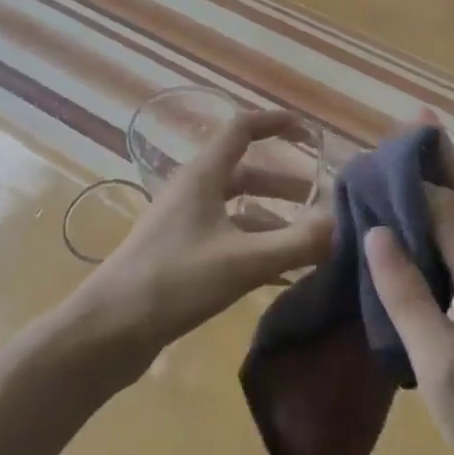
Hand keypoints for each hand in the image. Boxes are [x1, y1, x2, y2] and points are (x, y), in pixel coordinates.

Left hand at [63, 109, 332, 380]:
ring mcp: (182, 224)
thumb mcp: (243, 261)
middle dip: (284, 184)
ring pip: (236, 210)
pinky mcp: (178, 255)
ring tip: (307, 244)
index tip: (309, 132)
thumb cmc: (174, 281)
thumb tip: (345, 225)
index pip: (242, 129)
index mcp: (203, 176)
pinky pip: (226, 239)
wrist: (108, 331)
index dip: (275, 123)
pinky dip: (255, 246)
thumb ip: (297, 243)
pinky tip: (279, 274)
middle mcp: (192, 192)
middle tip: (320, 202)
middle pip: (244, 173)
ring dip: (272, 219)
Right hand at [364, 127, 453, 454]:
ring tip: (421, 154)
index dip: (412, 177)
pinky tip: (432, 222)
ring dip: (450, 180)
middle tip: (416, 119)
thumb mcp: (440, 365)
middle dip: (444, 157)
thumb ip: (408, 296)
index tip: (373, 155)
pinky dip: (450, 218)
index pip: (446, 207)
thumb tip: (376, 230)